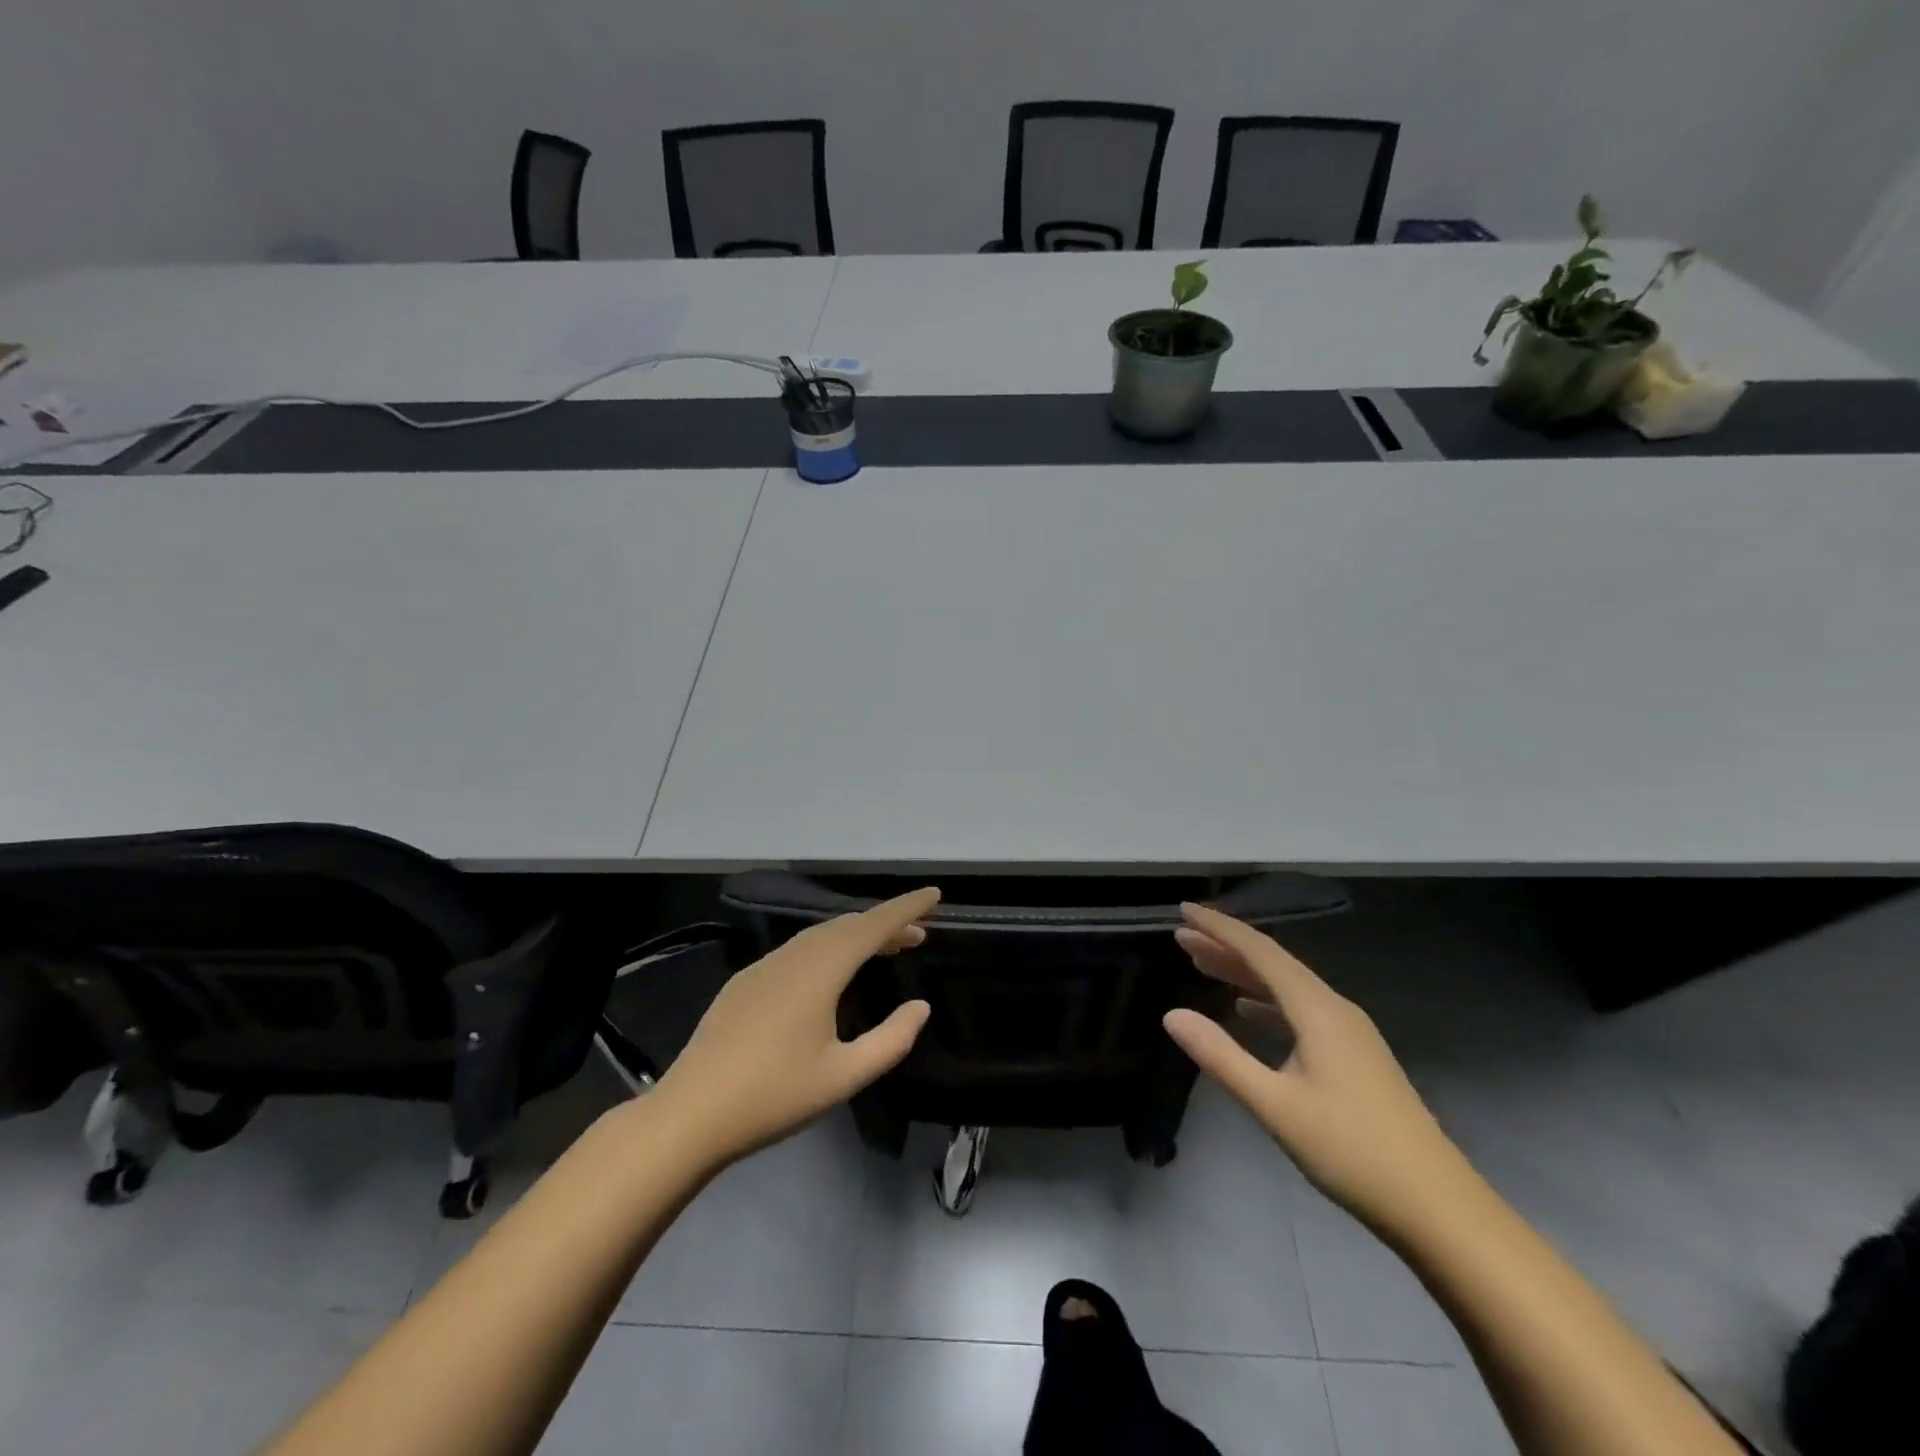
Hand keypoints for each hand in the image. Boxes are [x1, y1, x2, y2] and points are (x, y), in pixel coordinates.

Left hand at [653, 888, 938, 1167]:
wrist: (690, 1114)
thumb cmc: (773, 1096)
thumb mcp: (844, 1076)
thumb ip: (890, 1040)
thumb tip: (921, 1007)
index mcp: (821, 970)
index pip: (874, 925)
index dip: (906, 908)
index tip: (934, 894)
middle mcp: (794, 956)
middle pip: (848, 926)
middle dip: (886, 924)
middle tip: (917, 935)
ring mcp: (765, 966)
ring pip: (821, 936)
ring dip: (856, 936)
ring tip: (883, 949)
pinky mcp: (746, 982)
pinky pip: (798, 950)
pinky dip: (828, 948)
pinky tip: (831, 973)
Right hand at [1163, 903, 1473, 1238]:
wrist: (1438, 1207)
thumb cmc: (1351, 1151)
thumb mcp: (1275, 1106)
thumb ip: (1220, 1057)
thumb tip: (1171, 1015)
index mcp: (1318, 1010)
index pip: (1260, 952)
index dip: (1219, 928)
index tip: (1183, 909)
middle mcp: (1335, 1009)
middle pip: (1273, 963)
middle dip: (1226, 946)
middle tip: (1182, 937)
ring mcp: (1349, 1032)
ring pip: (1287, 986)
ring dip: (1244, 972)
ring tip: (1203, 965)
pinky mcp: (1355, 1055)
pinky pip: (1300, 1009)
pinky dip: (1267, 1000)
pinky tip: (1248, 1010)